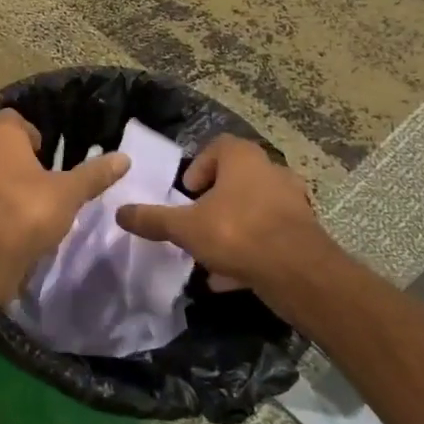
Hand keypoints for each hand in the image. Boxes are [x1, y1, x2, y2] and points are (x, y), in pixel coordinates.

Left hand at [0, 109, 128, 291]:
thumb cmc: (25, 210)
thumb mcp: (68, 192)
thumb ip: (93, 175)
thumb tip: (124, 158)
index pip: (9, 118)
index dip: (28, 129)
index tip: (45, 148)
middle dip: (15, 161)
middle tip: (41, 177)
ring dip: (3, 189)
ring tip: (31, 206)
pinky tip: (17, 231)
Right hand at [114, 135, 334, 293]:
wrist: (298, 272)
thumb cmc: (237, 233)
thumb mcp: (185, 228)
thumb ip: (153, 219)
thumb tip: (120, 212)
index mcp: (243, 159)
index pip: (218, 146)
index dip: (198, 167)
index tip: (186, 193)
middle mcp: (271, 172)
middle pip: (237, 179)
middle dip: (214, 201)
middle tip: (196, 221)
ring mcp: (292, 202)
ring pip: (253, 209)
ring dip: (232, 226)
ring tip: (210, 252)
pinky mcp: (303, 232)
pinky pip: (269, 236)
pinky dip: (250, 250)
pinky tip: (230, 276)